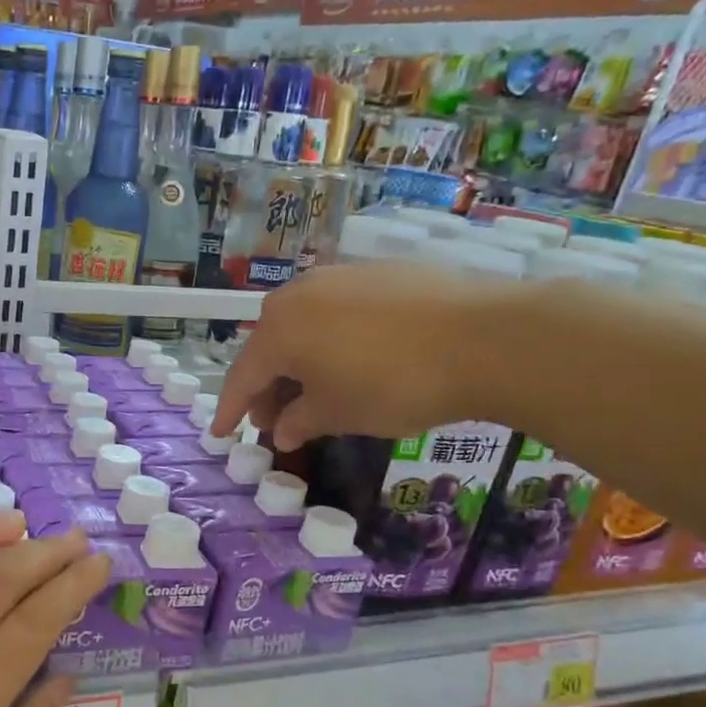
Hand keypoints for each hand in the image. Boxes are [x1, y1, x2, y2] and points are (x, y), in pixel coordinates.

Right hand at [212, 260, 500, 448]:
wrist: (484, 337)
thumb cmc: (393, 383)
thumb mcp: (339, 413)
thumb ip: (300, 421)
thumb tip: (282, 430)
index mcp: (279, 329)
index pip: (243, 375)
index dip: (231, 410)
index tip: (221, 434)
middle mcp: (299, 294)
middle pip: (271, 346)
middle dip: (268, 386)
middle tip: (275, 420)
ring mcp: (341, 276)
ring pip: (304, 325)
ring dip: (300, 361)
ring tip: (315, 392)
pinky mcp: (379, 272)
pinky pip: (338, 311)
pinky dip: (332, 340)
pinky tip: (354, 361)